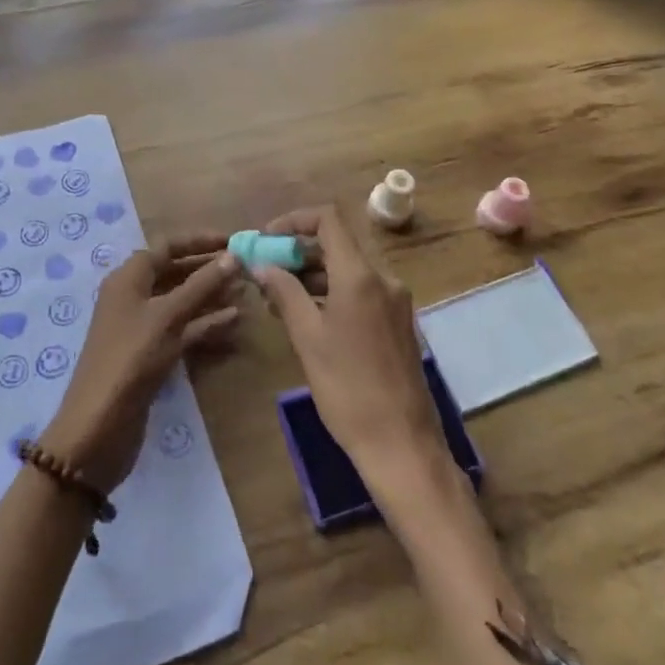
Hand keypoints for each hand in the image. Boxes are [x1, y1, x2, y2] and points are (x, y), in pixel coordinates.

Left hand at [40, 234, 240, 492]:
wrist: (98, 428)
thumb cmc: (131, 359)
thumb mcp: (167, 317)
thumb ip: (201, 286)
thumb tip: (233, 256)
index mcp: (129, 277)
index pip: (167, 246)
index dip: (200, 241)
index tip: (233, 240)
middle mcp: (133, 296)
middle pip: (174, 272)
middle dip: (208, 269)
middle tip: (245, 268)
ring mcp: (141, 327)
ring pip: (180, 301)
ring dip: (210, 296)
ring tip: (245, 292)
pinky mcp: (150, 354)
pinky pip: (181, 328)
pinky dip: (204, 323)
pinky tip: (233, 321)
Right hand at [252, 206, 450, 492]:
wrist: (402, 445)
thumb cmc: (348, 389)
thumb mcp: (307, 337)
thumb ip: (284, 292)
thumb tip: (262, 265)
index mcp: (361, 275)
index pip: (328, 220)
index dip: (294, 221)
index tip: (266, 239)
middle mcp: (383, 279)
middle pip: (337, 244)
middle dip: (298, 251)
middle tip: (265, 270)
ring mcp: (395, 301)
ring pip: (348, 270)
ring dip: (312, 274)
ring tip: (277, 298)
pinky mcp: (398, 323)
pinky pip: (360, 292)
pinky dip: (331, 293)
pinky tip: (307, 316)